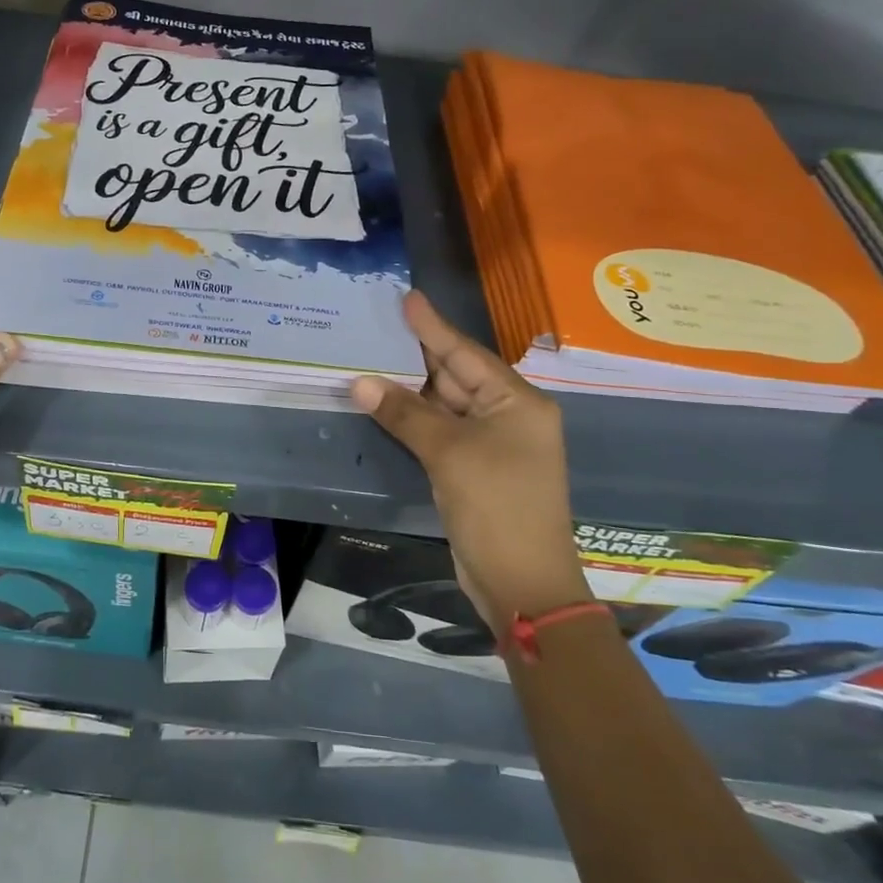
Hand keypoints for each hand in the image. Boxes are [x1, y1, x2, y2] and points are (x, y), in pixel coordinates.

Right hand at [352, 292, 588, 630]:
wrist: (522, 584)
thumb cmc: (496, 507)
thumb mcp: (449, 454)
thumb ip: (405, 414)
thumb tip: (360, 381)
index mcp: (517, 402)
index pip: (466, 353)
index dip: (432, 326)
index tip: (406, 298)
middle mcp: (508, 416)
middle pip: (456, 376)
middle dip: (416, 355)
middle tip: (376, 327)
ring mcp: (492, 445)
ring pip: (445, 406)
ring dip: (409, 390)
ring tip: (370, 358)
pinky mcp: (474, 469)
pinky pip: (440, 432)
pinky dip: (413, 420)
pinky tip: (384, 404)